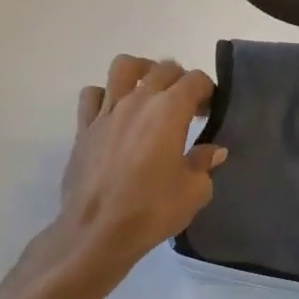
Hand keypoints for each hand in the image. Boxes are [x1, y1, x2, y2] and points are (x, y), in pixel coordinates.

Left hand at [51, 55, 225, 274]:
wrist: (97, 232)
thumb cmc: (152, 210)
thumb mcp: (194, 191)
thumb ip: (204, 163)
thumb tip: (214, 151)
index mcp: (169, 110)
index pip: (196, 80)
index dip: (208, 90)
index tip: (211, 109)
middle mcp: (138, 101)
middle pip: (163, 68)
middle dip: (182, 80)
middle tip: (189, 106)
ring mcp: (107, 111)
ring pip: (123, 67)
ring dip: (142, 71)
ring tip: (150, 91)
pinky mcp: (84, 127)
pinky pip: (93, 95)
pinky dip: (106, 95)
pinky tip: (115, 114)